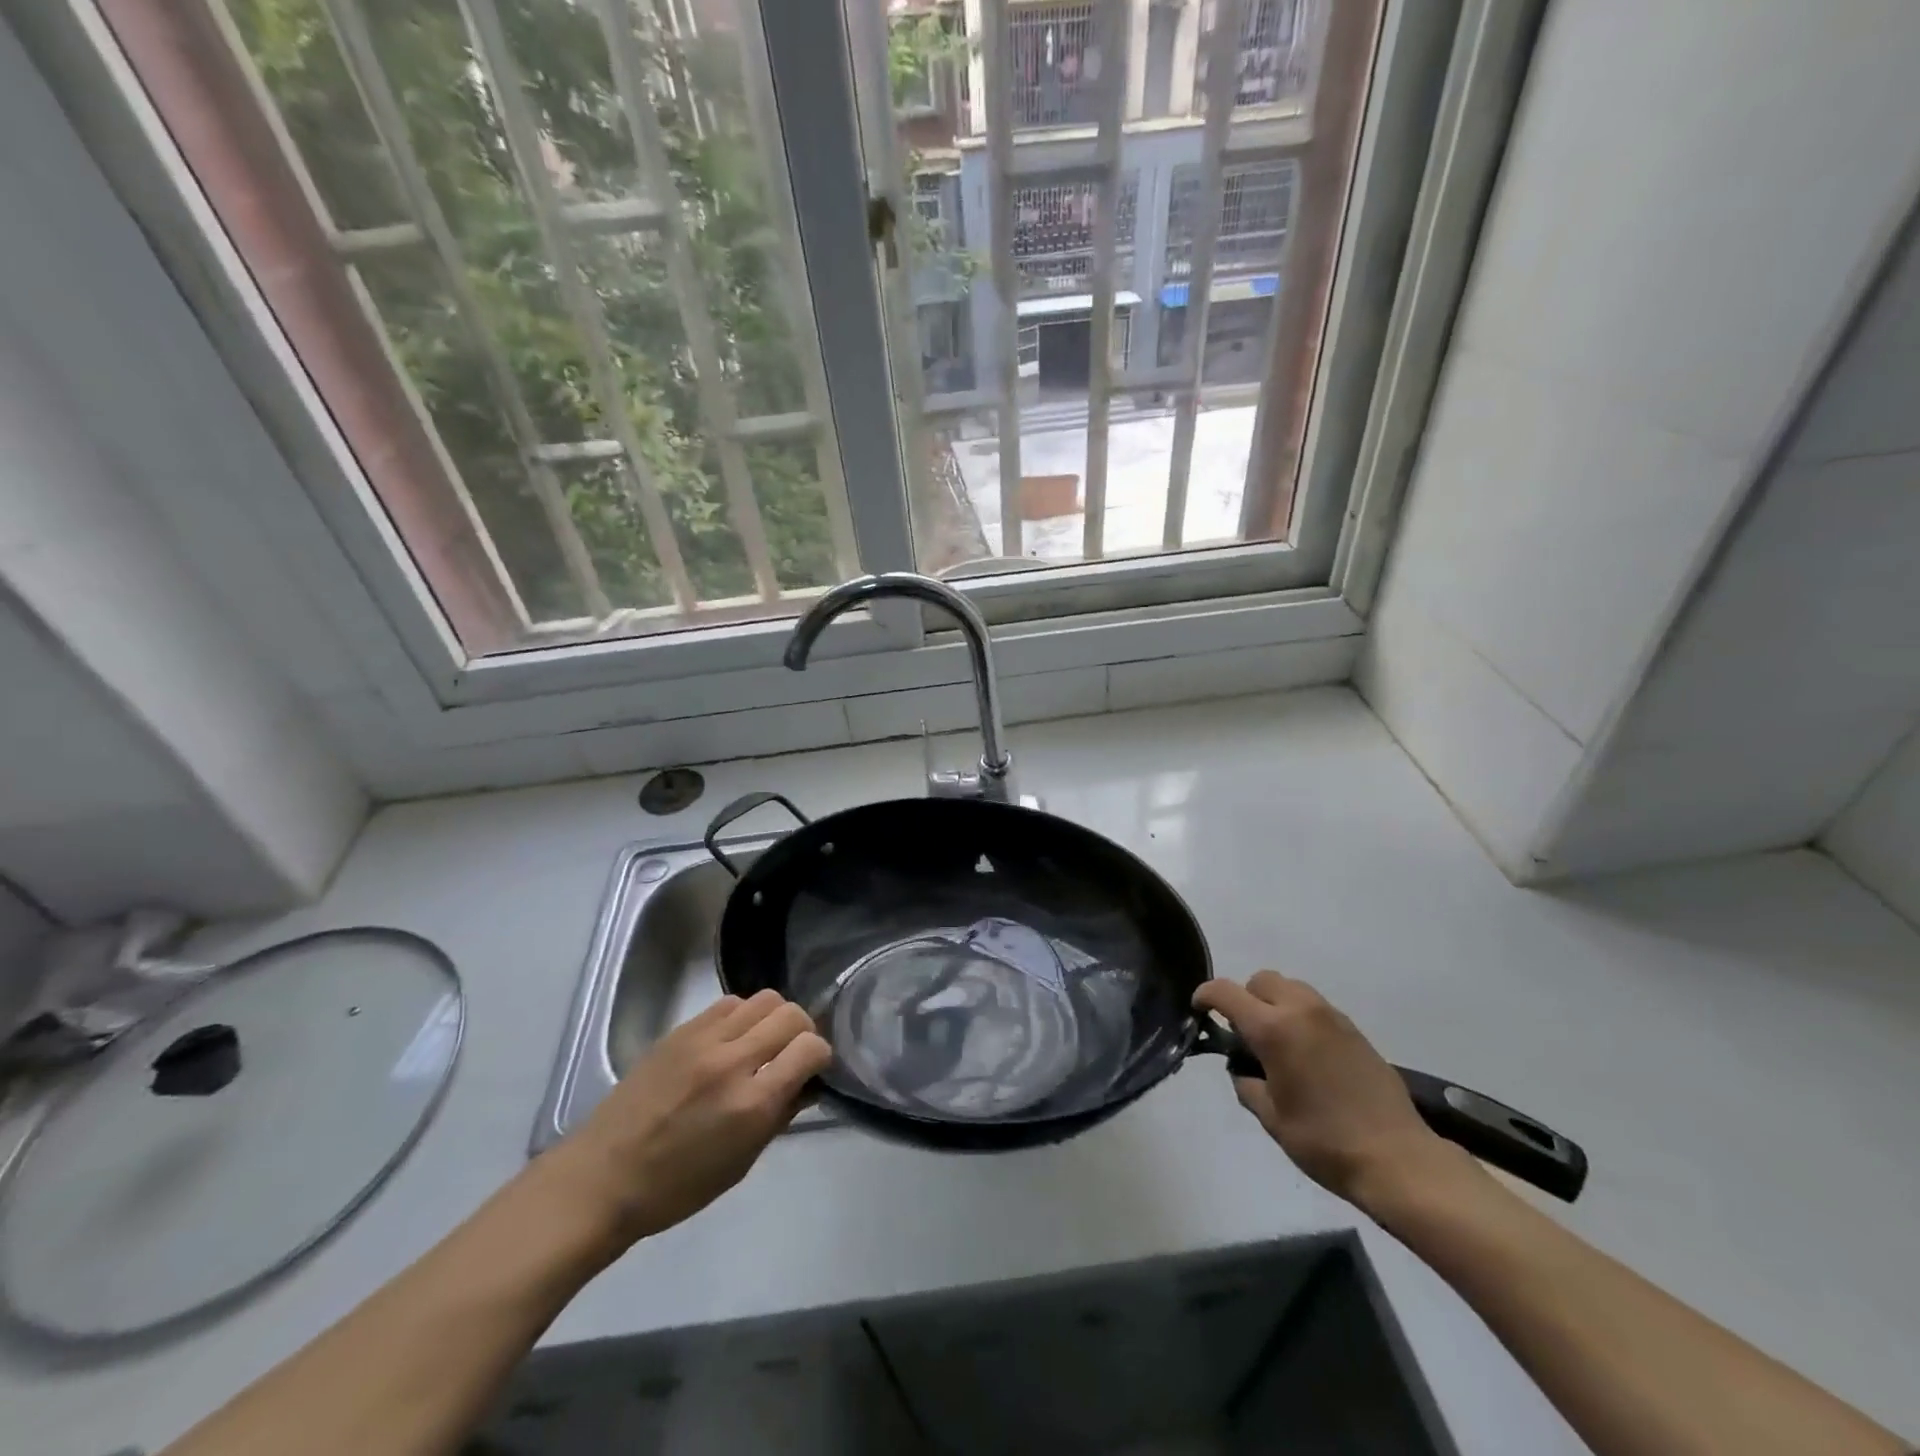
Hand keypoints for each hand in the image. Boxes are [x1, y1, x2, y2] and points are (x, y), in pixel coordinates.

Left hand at [543, 990, 832, 1249]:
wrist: (603, 1177)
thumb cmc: (676, 1187)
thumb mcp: (741, 1163)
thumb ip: (779, 1115)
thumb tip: (805, 1083)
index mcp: (752, 1103)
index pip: (810, 1048)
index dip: (821, 1056)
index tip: (813, 1070)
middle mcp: (733, 1061)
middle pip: (792, 1014)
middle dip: (803, 1031)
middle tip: (792, 1053)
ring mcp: (704, 1039)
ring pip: (764, 999)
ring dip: (773, 1018)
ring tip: (762, 1042)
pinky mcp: (681, 1030)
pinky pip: (729, 1003)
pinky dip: (742, 1015)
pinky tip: (732, 1038)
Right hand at [1193, 971, 1464, 1212]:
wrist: (1398, 1160)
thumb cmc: (1324, 1141)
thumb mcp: (1270, 1117)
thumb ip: (1247, 1083)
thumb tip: (1243, 1068)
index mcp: (1273, 1029)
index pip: (1226, 992)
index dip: (1206, 995)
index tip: (1199, 1010)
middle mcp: (1301, 1011)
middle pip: (1261, 980)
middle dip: (1245, 998)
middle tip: (1244, 1033)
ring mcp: (1332, 1017)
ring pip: (1291, 988)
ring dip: (1275, 1004)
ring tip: (1277, 1043)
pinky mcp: (1355, 1031)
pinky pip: (1316, 1007)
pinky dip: (1301, 1017)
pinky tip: (1307, 1054)